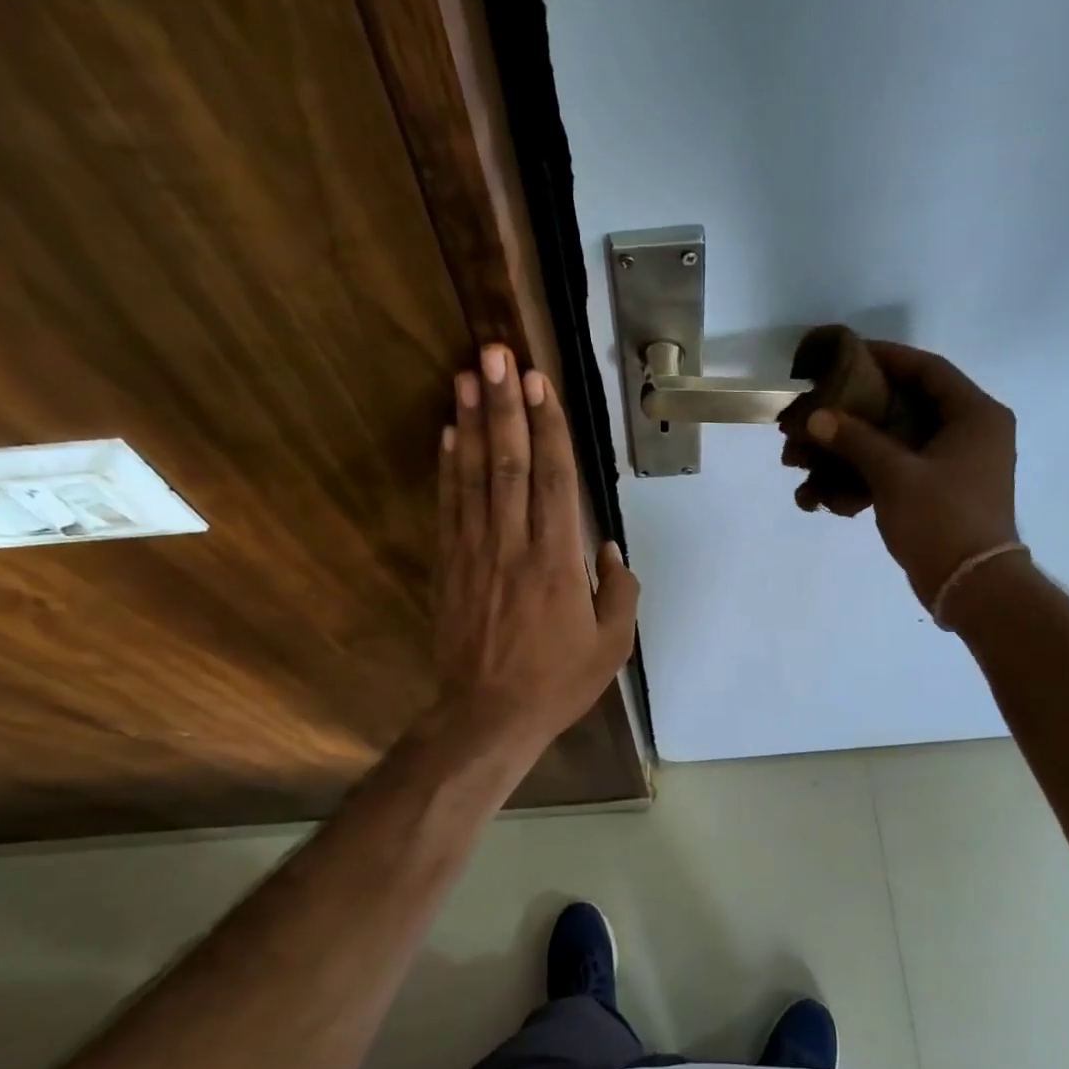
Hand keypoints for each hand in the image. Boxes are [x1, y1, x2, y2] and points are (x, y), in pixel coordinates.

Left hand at [433, 343, 639, 754]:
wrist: (488, 716)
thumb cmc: (557, 682)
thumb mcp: (611, 646)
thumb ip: (619, 592)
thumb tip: (610, 550)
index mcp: (557, 561)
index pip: (554, 478)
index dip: (548, 426)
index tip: (539, 381)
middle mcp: (514, 544)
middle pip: (510, 462)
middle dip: (504, 404)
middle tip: (496, 353)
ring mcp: (475, 552)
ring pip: (475, 476)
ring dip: (473, 422)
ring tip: (468, 375)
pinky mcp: (449, 566)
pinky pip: (449, 507)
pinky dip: (448, 467)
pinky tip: (449, 434)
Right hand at [784, 341, 1017, 606]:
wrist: (971, 587)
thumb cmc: (942, 520)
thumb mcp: (895, 475)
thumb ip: (855, 440)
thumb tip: (816, 417)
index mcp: (974, 415)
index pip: (927, 369)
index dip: (885, 357)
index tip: (845, 356)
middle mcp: (971, 432)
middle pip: (908, 405)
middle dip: (860, 410)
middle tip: (821, 407)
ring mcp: (957, 465)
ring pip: (900, 441)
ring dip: (857, 447)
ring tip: (815, 452)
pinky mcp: (941, 493)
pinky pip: (901, 471)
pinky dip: (869, 476)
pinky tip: (831, 489)